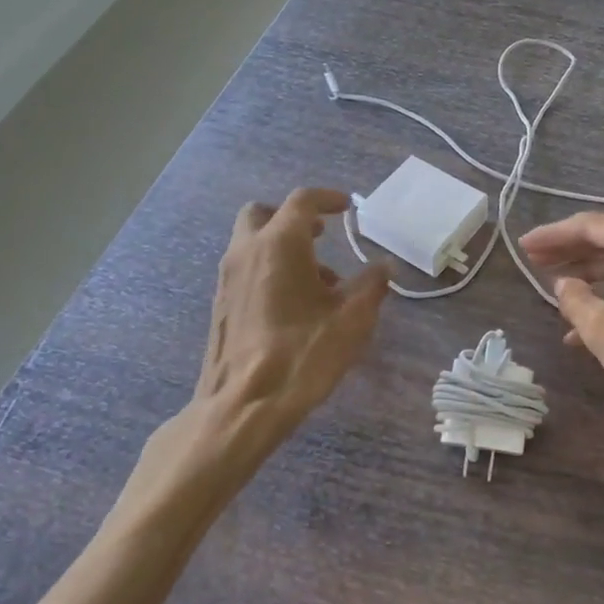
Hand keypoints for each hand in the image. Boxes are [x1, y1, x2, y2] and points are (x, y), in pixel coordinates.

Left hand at [168, 189, 389, 481]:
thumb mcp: (352, 320)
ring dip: (283, 247)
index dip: (328, 198)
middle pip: (263, 213)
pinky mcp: (220, 304)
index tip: (347, 208)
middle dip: (292, 218)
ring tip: (319, 284)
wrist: (243, 405)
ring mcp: (227, 278)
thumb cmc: (302, 354)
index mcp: (279, 244)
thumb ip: (372, 286)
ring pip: (252, 242)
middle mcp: (247, 251)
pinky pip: (246, 268)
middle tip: (320, 236)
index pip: (302, 201)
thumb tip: (384, 267)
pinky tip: (295, 307)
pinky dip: (269, 269)